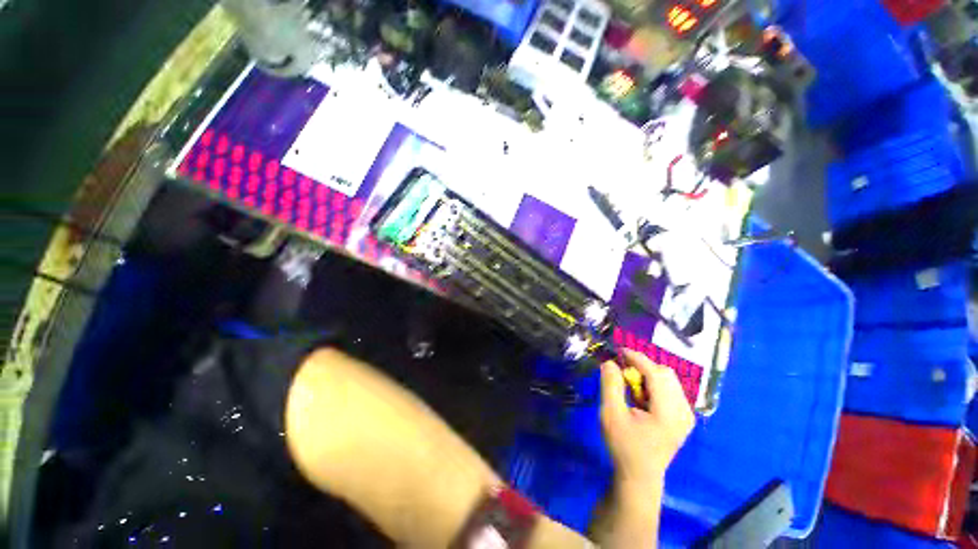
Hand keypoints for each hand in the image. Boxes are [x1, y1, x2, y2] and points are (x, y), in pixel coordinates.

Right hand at [600, 349, 694, 490]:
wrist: (639, 475)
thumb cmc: (623, 445)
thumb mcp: (610, 414)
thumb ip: (610, 385)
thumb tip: (610, 362)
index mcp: (668, 413)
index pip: (656, 374)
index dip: (637, 358)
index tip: (619, 350)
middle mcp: (683, 411)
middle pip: (665, 373)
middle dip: (642, 367)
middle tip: (623, 373)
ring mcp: (686, 415)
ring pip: (669, 379)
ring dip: (648, 375)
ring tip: (631, 387)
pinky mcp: (683, 417)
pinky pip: (670, 389)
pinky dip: (653, 385)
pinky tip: (641, 397)